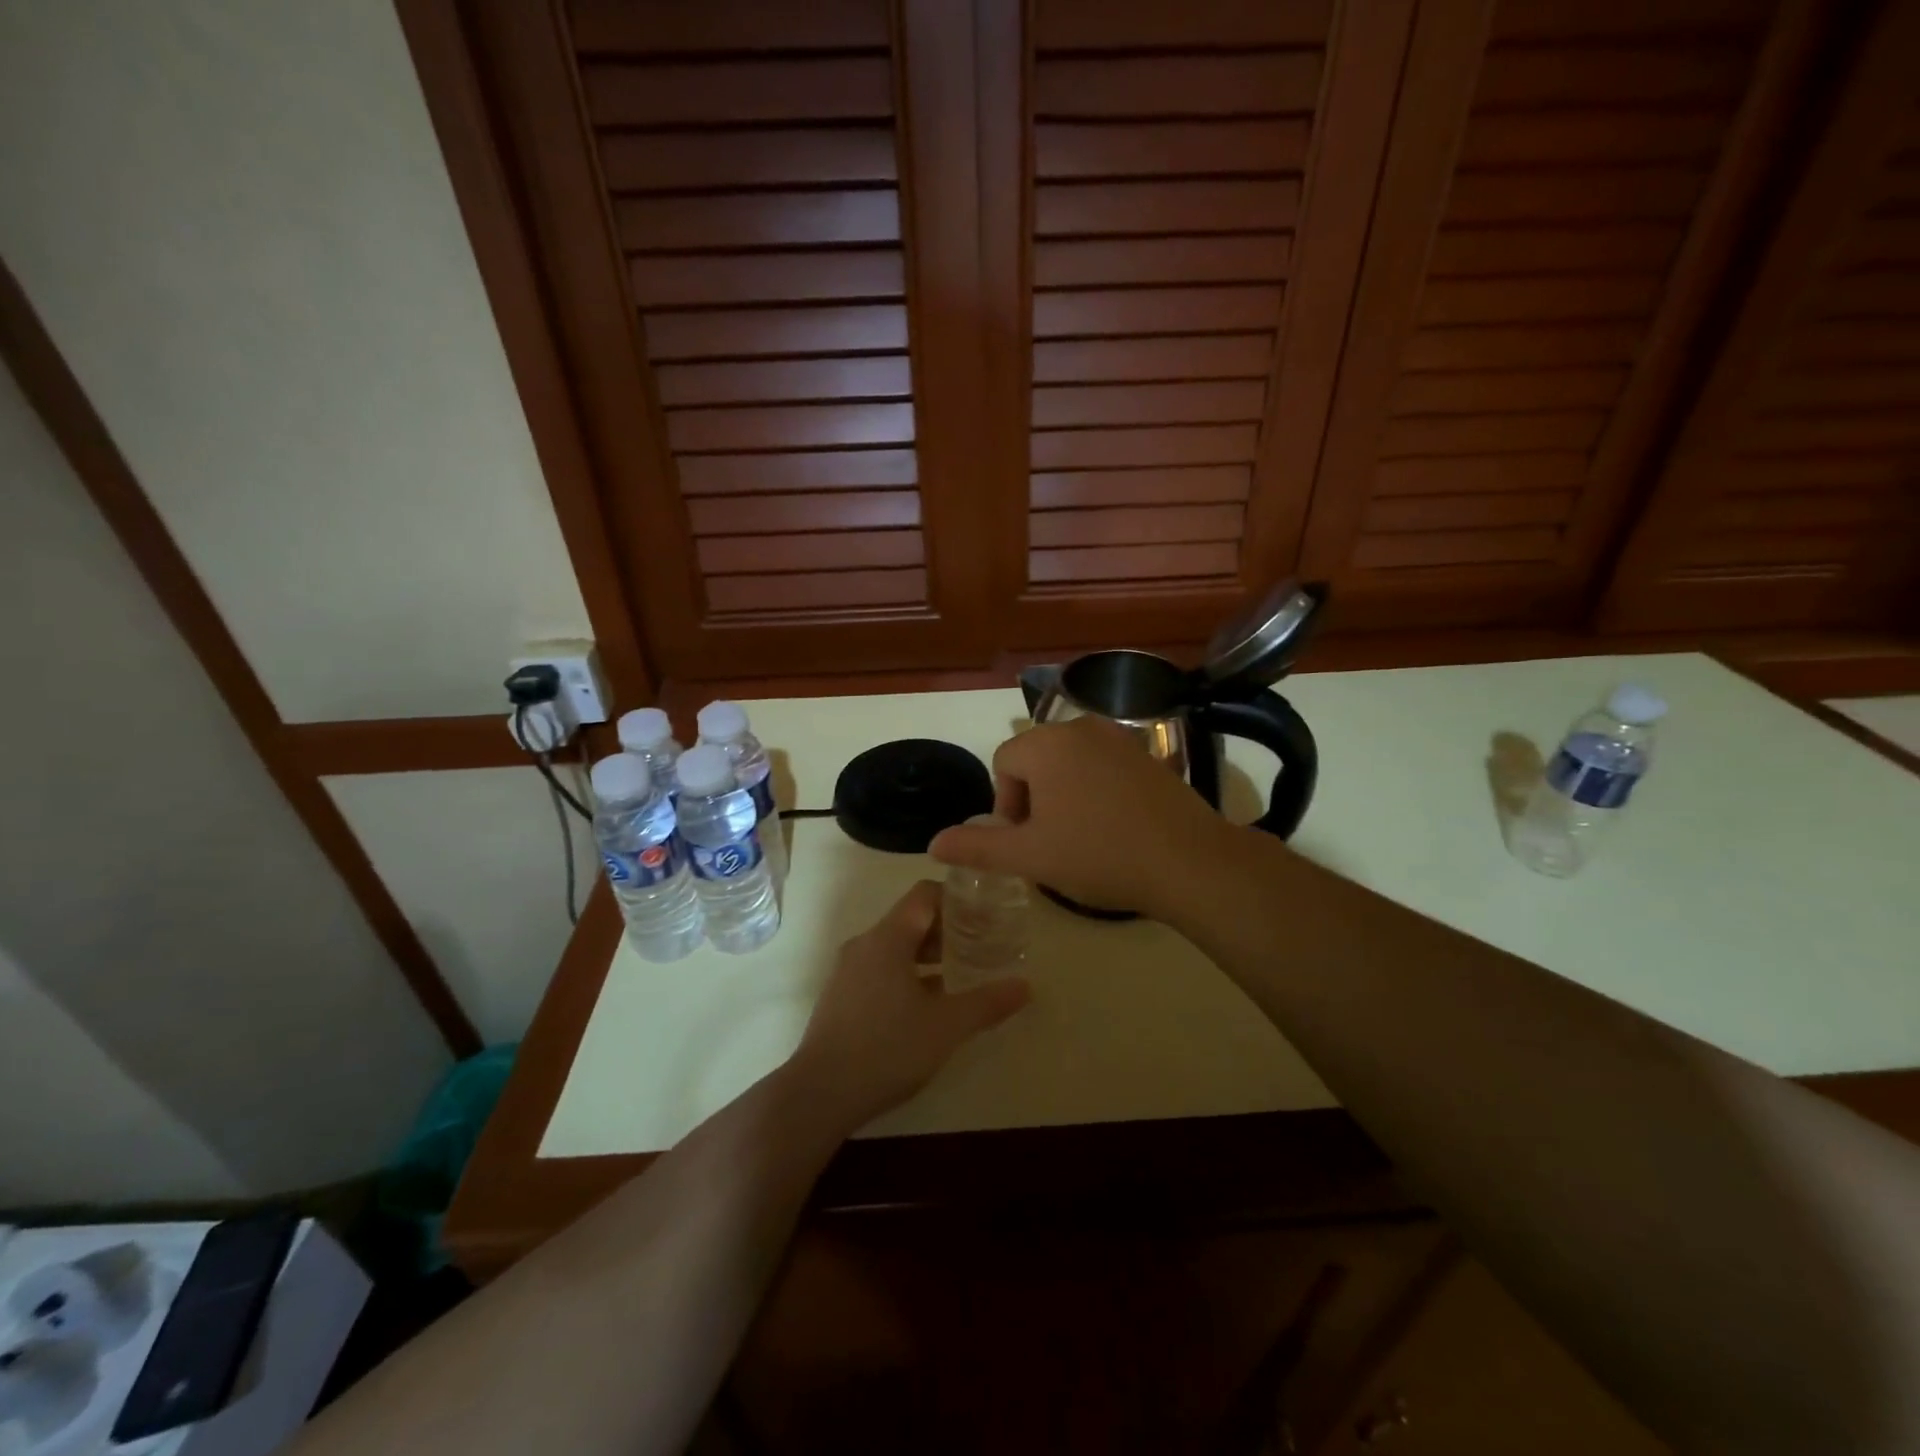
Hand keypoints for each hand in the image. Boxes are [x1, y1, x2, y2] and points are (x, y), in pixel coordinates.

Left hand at [786, 881, 1029, 1130]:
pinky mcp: (840, 996)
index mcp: (888, 938)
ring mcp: (848, 971)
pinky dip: (907, 973)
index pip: (924, 895)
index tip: (986, 913)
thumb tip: (1026, 986)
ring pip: (895, 947)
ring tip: (960, 972)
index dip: (957, 898)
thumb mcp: (946, 1026)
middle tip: (981, 944)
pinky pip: (880, 969)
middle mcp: (865, 944)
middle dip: (947, 929)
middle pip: (910, 919)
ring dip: (928, 954)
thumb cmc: (887, 1048)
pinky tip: (928, 1003)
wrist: (819, 1094)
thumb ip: (987, 1003)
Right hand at [929, 716, 1234, 917]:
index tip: (1028, 841)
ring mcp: (1119, 736)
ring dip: (1064, 793)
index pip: (1004, 764)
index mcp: (1046, 744)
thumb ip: (977, 847)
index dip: (1006, 805)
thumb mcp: (1030, 856)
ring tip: (1082, 834)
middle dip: (1034, 798)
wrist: (1188, 861)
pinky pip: (1103, 764)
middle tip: (1052, 840)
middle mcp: (1080, 727)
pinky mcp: (1148, 753)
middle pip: (1036, 758)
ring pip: (1070, 761)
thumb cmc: (1098, 855)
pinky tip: (1114, 825)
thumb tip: (933, 843)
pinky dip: (1096, 788)